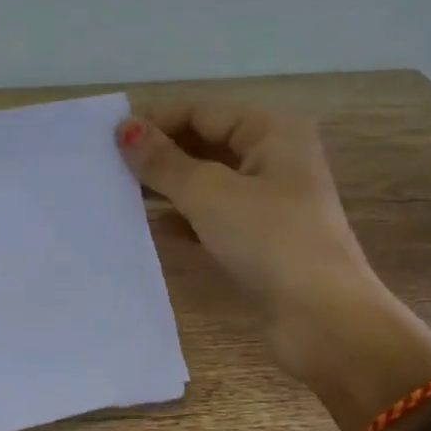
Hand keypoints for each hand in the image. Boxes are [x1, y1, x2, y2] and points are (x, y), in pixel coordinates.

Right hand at [118, 102, 430, 430]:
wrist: (322, 317)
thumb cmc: (268, 239)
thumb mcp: (208, 193)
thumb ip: (163, 161)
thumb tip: (125, 128)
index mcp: (272, 132)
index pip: (202, 112)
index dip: (156, 121)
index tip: (109, 138)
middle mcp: (273, 159)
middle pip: (205, 144)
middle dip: (160, 154)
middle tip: (108, 166)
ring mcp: (268, 202)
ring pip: (206, 182)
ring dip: (167, 187)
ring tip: (118, 194)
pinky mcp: (259, 239)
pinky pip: (212, 217)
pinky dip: (183, 219)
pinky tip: (149, 228)